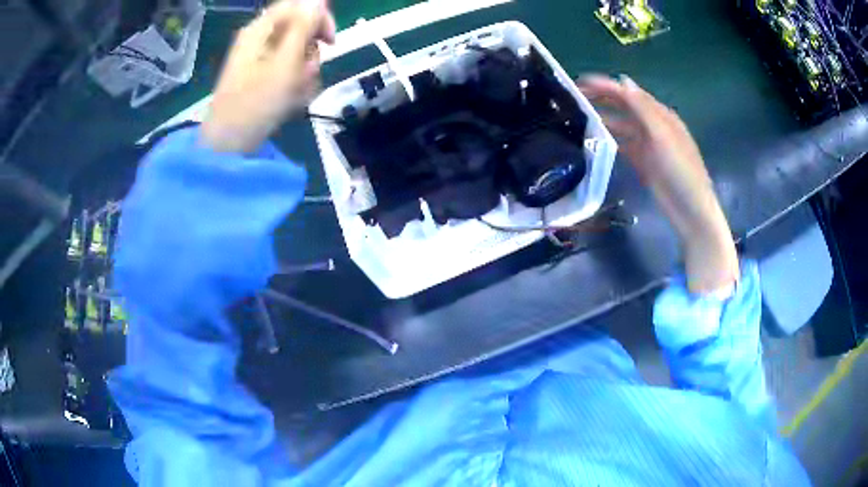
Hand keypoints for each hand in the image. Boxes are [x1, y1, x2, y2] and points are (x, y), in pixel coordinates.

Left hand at [201, 0, 336, 152]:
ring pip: (298, 52)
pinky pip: (289, 70)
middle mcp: (261, 39)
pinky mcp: (263, 77)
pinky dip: (295, 84)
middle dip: (311, 52)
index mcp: (261, 29)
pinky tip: (290, 100)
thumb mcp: (285, 62)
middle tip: (306, 74)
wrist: (229, 145)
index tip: (330, 42)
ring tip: (296, 93)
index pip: (299, 5)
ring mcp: (260, 59)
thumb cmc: (255, 103)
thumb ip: (303, 27)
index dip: (320, 18)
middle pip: (300, 29)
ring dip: (305, 72)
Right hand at [577, 75, 738, 293]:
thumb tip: (623, 80)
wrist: (690, 210)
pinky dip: (609, 139)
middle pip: (624, 106)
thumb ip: (642, 108)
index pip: (630, 93)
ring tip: (578, 115)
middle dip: (602, 98)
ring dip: (602, 118)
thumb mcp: (662, 135)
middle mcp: (653, 125)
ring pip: (621, 125)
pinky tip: (593, 138)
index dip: (606, 86)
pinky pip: (622, 144)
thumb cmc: (680, 170)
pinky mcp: (642, 162)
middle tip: (574, 96)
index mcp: (661, 115)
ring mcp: (647, 144)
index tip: (580, 82)